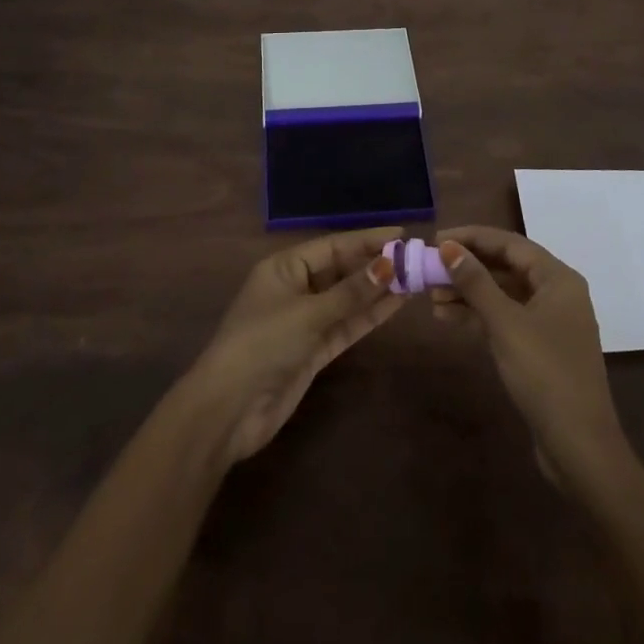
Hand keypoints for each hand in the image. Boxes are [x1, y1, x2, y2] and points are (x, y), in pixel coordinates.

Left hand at [182, 227, 401, 467]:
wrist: (229, 410)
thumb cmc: (263, 344)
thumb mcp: (308, 313)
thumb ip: (351, 292)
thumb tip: (390, 264)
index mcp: (284, 268)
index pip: (332, 246)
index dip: (366, 240)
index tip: (401, 234)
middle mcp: (295, 288)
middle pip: (341, 271)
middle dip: (375, 265)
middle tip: (415, 258)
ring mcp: (305, 321)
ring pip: (348, 299)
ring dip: (377, 290)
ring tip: (414, 279)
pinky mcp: (313, 350)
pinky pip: (346, 325)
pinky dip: (369, 315)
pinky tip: (396, 305)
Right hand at [432, 226, 628, 486]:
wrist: (579, 447)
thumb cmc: (545, 374)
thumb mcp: (506, 323)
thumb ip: (476, 282)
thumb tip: (448, 247)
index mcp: (558, 278)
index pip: (509, 243)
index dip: (472, 237)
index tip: (437, 239)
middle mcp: (556, 293)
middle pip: (505, 267)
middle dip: (467, 266)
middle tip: (430, 267)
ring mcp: (549, 322)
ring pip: (502, 294)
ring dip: (468, 292)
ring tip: (431, 296)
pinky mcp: (539, 349)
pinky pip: (504, 318)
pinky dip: (478, 316)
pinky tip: (448, 318)